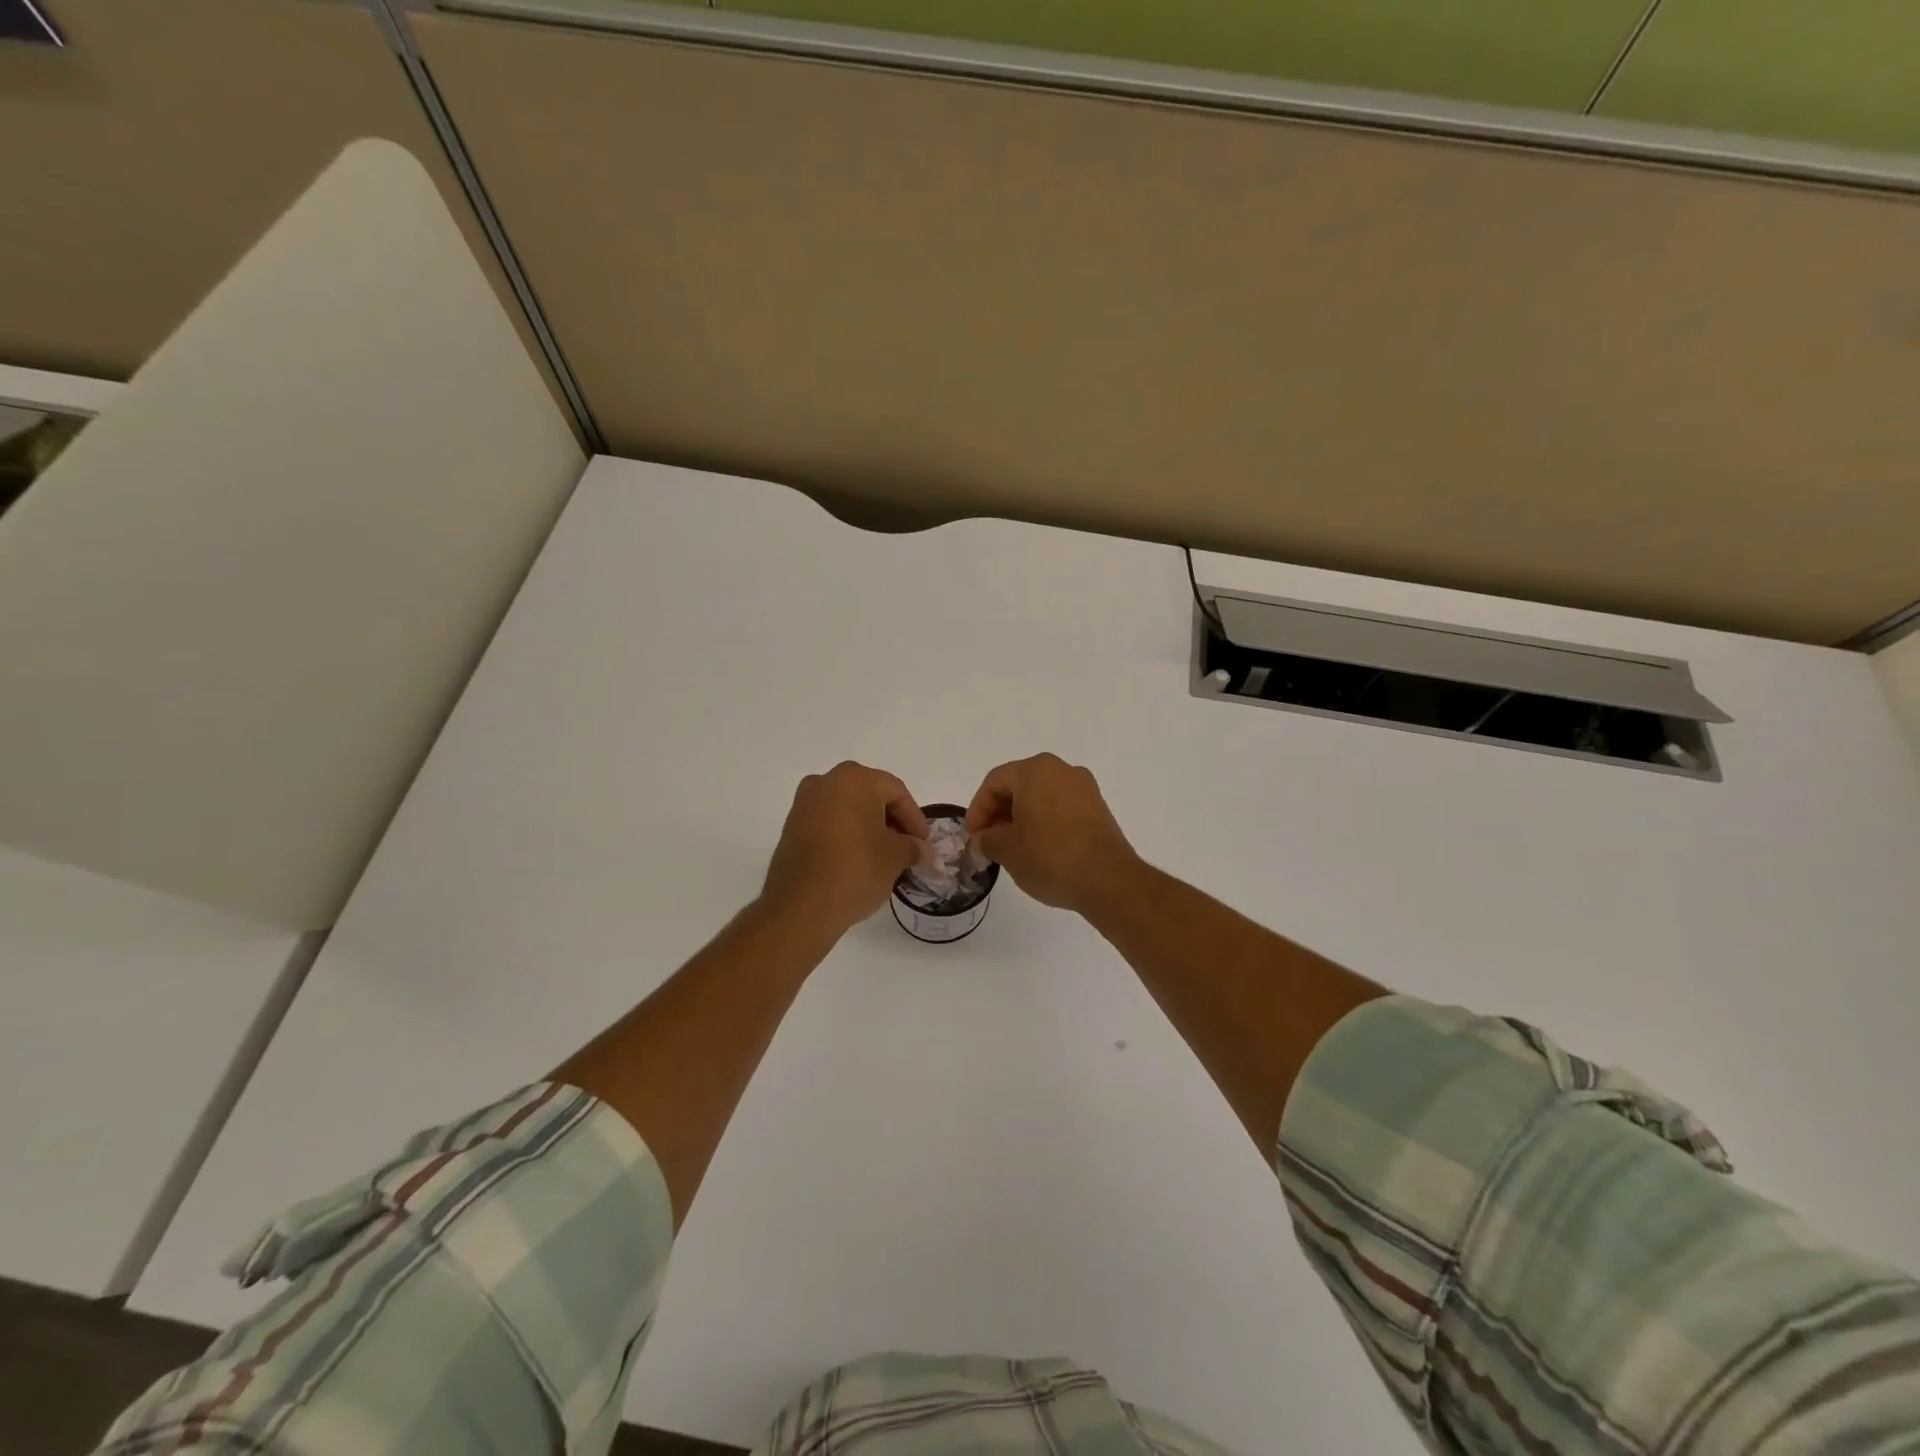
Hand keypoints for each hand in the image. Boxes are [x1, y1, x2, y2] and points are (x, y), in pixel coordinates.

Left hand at [761, 762, 928, 937]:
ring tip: (885, 857)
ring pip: (848, 809)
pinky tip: (858, 860)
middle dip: (892, 821)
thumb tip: (921, 849)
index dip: (915, 818)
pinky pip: (828, 823)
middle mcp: (825, 782)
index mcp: (853, 779)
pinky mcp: (791, 827)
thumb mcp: (895, 857)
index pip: (896, 791)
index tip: (923, 844)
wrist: (800, 907)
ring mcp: (804, 804)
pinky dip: (847, 835)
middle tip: (907, 848)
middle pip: (870, 796)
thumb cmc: (856, 870)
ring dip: (869, 828)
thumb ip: (912, 847)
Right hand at [965, 753, 1138, 913]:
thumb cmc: (1049, 856)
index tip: (973, 837)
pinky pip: (1061, 808)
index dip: (977, 809)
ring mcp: (1085, 789)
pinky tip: (1039, 848)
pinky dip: (1044, 822)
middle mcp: (1062, 770)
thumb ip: (988, 838)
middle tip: (989, 840)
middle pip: (1019, 785)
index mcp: (1035, 770)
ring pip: (1041, 796)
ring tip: (1012, 847)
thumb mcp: (1006, 849)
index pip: (994, 782)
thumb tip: (986, 838)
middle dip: (999, 812)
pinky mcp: (1098, 809)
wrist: (1107, 879)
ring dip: (1022, 817)